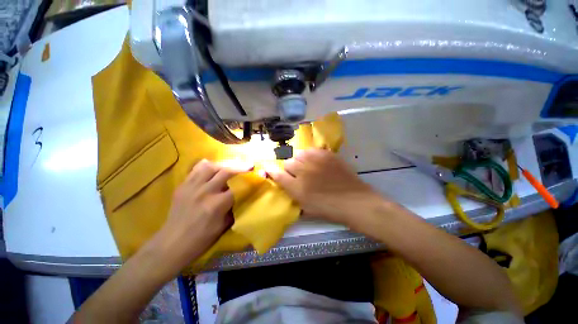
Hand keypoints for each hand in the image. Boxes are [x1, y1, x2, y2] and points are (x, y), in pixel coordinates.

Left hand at [148, 159, 250, 274]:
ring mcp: (192, 187)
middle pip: (226, 171)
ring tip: (231, 166)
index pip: (238, 187)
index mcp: (217, 204)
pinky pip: (196, 169)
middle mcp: (205, 191)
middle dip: (240, 167)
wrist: (172, 244)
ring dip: (224, 164)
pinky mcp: (183, 186)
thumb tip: (244, 196)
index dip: (250, 180)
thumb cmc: (201, 239)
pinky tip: (212, 167)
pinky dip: (207, 166)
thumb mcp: (224, 225)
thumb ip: (234, 208)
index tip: (258, 174)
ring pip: (211, 166)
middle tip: (249, 165)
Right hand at [266, 149, 383, 224]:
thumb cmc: (330, 209)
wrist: (355, 201)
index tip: (268, 168)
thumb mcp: (307, 208)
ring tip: (308, 166)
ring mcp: (316, 161)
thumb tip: (286, 185)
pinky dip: (311, 155)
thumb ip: (293, 196)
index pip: (277, 175)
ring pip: (299, 154)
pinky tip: (316, 161)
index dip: (271, 171)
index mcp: (297, 188)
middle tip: (298, 174)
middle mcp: (303, 172)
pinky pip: (312, 150)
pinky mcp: (327, 155)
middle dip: (290, 168)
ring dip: (300, 160)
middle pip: (288, 162)